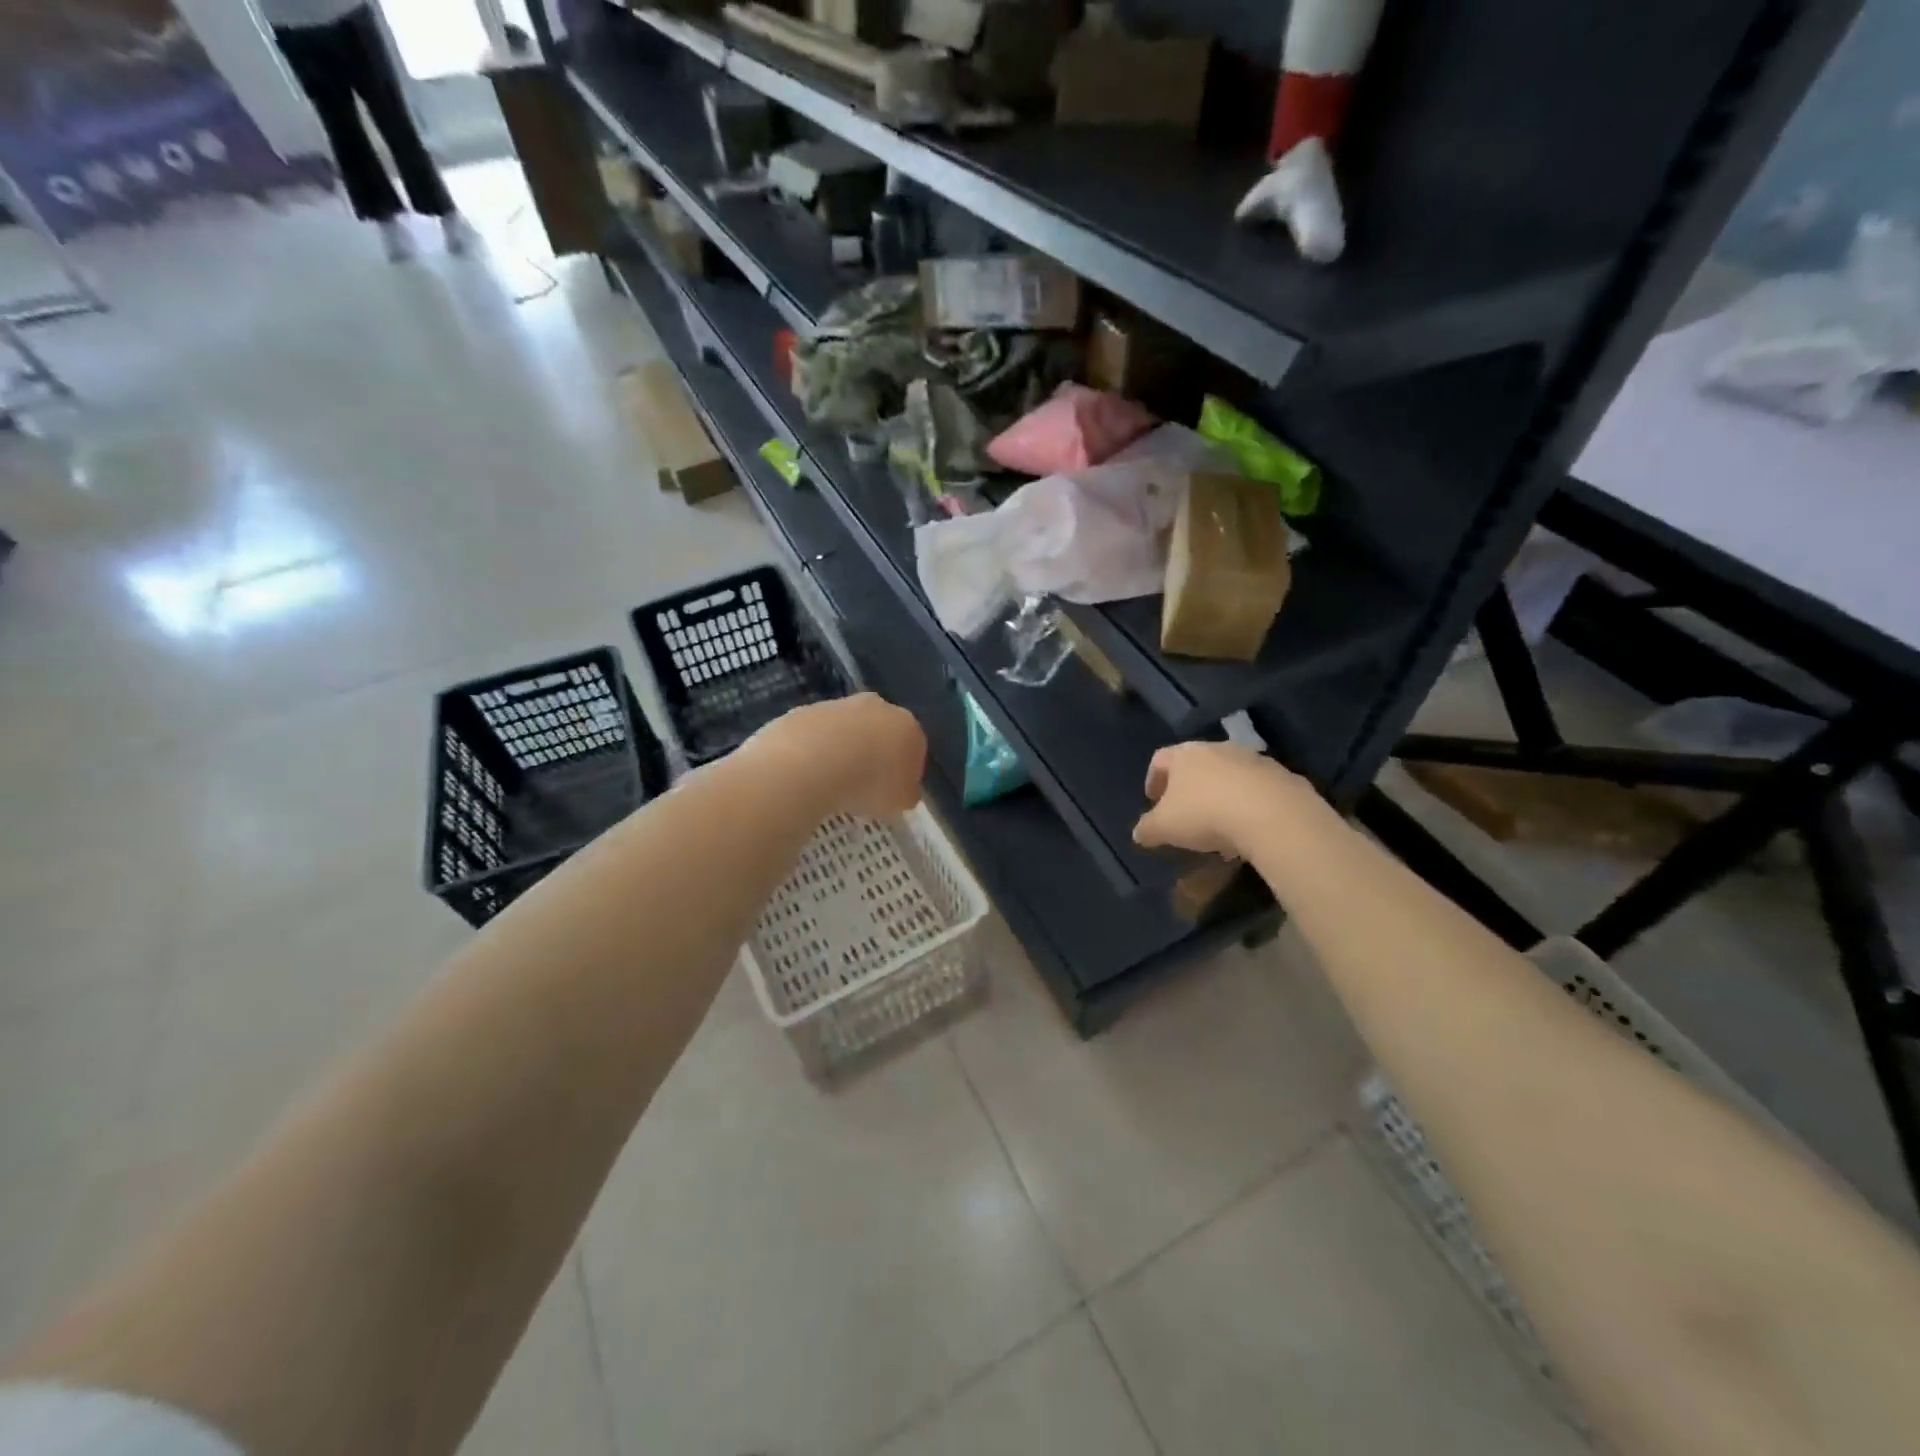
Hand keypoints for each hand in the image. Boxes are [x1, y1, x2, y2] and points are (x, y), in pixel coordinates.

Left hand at [752, 693, 926, 819]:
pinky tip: (808, 772)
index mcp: (907, 726)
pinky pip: (816, 734)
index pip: (914, 747)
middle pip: (880, 730)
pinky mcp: (805, 710)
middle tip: (864, 784)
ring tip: (831, 781)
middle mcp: (877, 707)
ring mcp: (838, 705)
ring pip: (846, 729)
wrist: (811, 765)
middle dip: (874, 752)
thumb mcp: (901, 801)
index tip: (893, 791)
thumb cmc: (868, 785)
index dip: (905, 770)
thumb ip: (907, 792)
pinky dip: (815, 749)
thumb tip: (904, 790)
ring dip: (843, 749)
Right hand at [1133, 741, 1305, 859]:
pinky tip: (1248, 830)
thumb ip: (1147, 829)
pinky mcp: (1282, 776)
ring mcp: (1253, 760)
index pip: (1160, 759)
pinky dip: (1248, 805)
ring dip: (1220, 796)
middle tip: (1185, 813)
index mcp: (1185, 755)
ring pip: (1228, 776)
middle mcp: (1218, 748)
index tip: (1152, 801)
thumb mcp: (1164, 828)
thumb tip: (1139, 833)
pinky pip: (1257, 790)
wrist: (1274, 815)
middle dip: (1188, 788)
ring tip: (1219, 827)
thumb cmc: (1205, 814)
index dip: (1153, 780)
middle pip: (1196, 764)